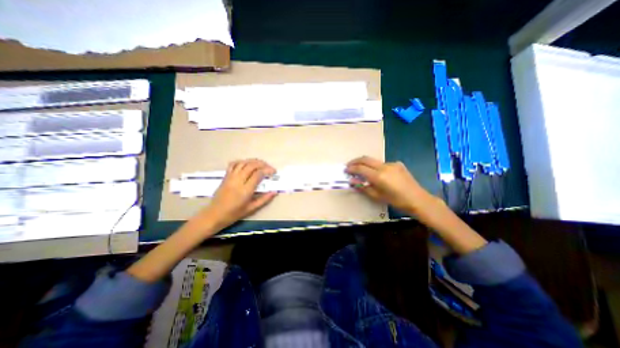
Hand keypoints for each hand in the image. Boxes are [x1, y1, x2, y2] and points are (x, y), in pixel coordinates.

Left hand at [201, 160, 277, 230]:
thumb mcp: (252, 209)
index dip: (267, 170)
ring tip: (261, 164)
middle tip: (269, 167)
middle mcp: (238, 181)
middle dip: (262, 164)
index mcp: (245, 190)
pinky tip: (247, 163)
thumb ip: (264, 199)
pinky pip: (233, 164)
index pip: (258, 174)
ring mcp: (230, 177)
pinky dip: (241, 161)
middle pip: (251, 166)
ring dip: (253, 161)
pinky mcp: (225, 176)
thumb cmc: (234, 213)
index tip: (273, 172)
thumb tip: (275, 192)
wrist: (215, 214)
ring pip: (243, 163)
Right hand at [347, 155, 437, 213]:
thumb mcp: (377, 196)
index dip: (351, 168)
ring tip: (361, 170)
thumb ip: (363, 187)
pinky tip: (377, 174)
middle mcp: (384, 166)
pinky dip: (376, 167)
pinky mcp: (397, 164)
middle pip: (366, 159)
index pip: (360, 168)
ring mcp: (392, 164)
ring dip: (365, 163)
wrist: (418, 199)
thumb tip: (352, 181)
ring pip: (374, 161)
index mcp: (379, 176)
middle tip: (349, 165)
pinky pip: (383, 164)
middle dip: (355, 161)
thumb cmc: (396, 201)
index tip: (345, 170)